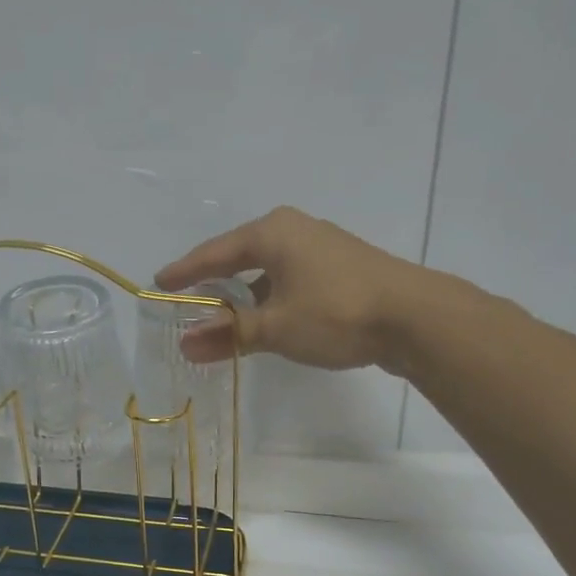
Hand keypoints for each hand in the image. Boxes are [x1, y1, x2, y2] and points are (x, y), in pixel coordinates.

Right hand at [155, 205, 423, 370]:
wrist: (416, 317)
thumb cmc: (336, 313)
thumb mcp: (275, 328)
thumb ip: (229, 335)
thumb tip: (184, 345)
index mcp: (272, 233)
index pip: (214, 253)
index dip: (185, 271)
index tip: (160, 284)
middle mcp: (294, 230)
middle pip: (240, 256)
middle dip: (214, 281)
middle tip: (188, 300)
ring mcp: (321, 246)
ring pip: (267, 269)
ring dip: (245, 293)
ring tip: (225, 316)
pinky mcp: (340, 267)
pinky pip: (289, 277)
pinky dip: (271, 297)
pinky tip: (269, 318)